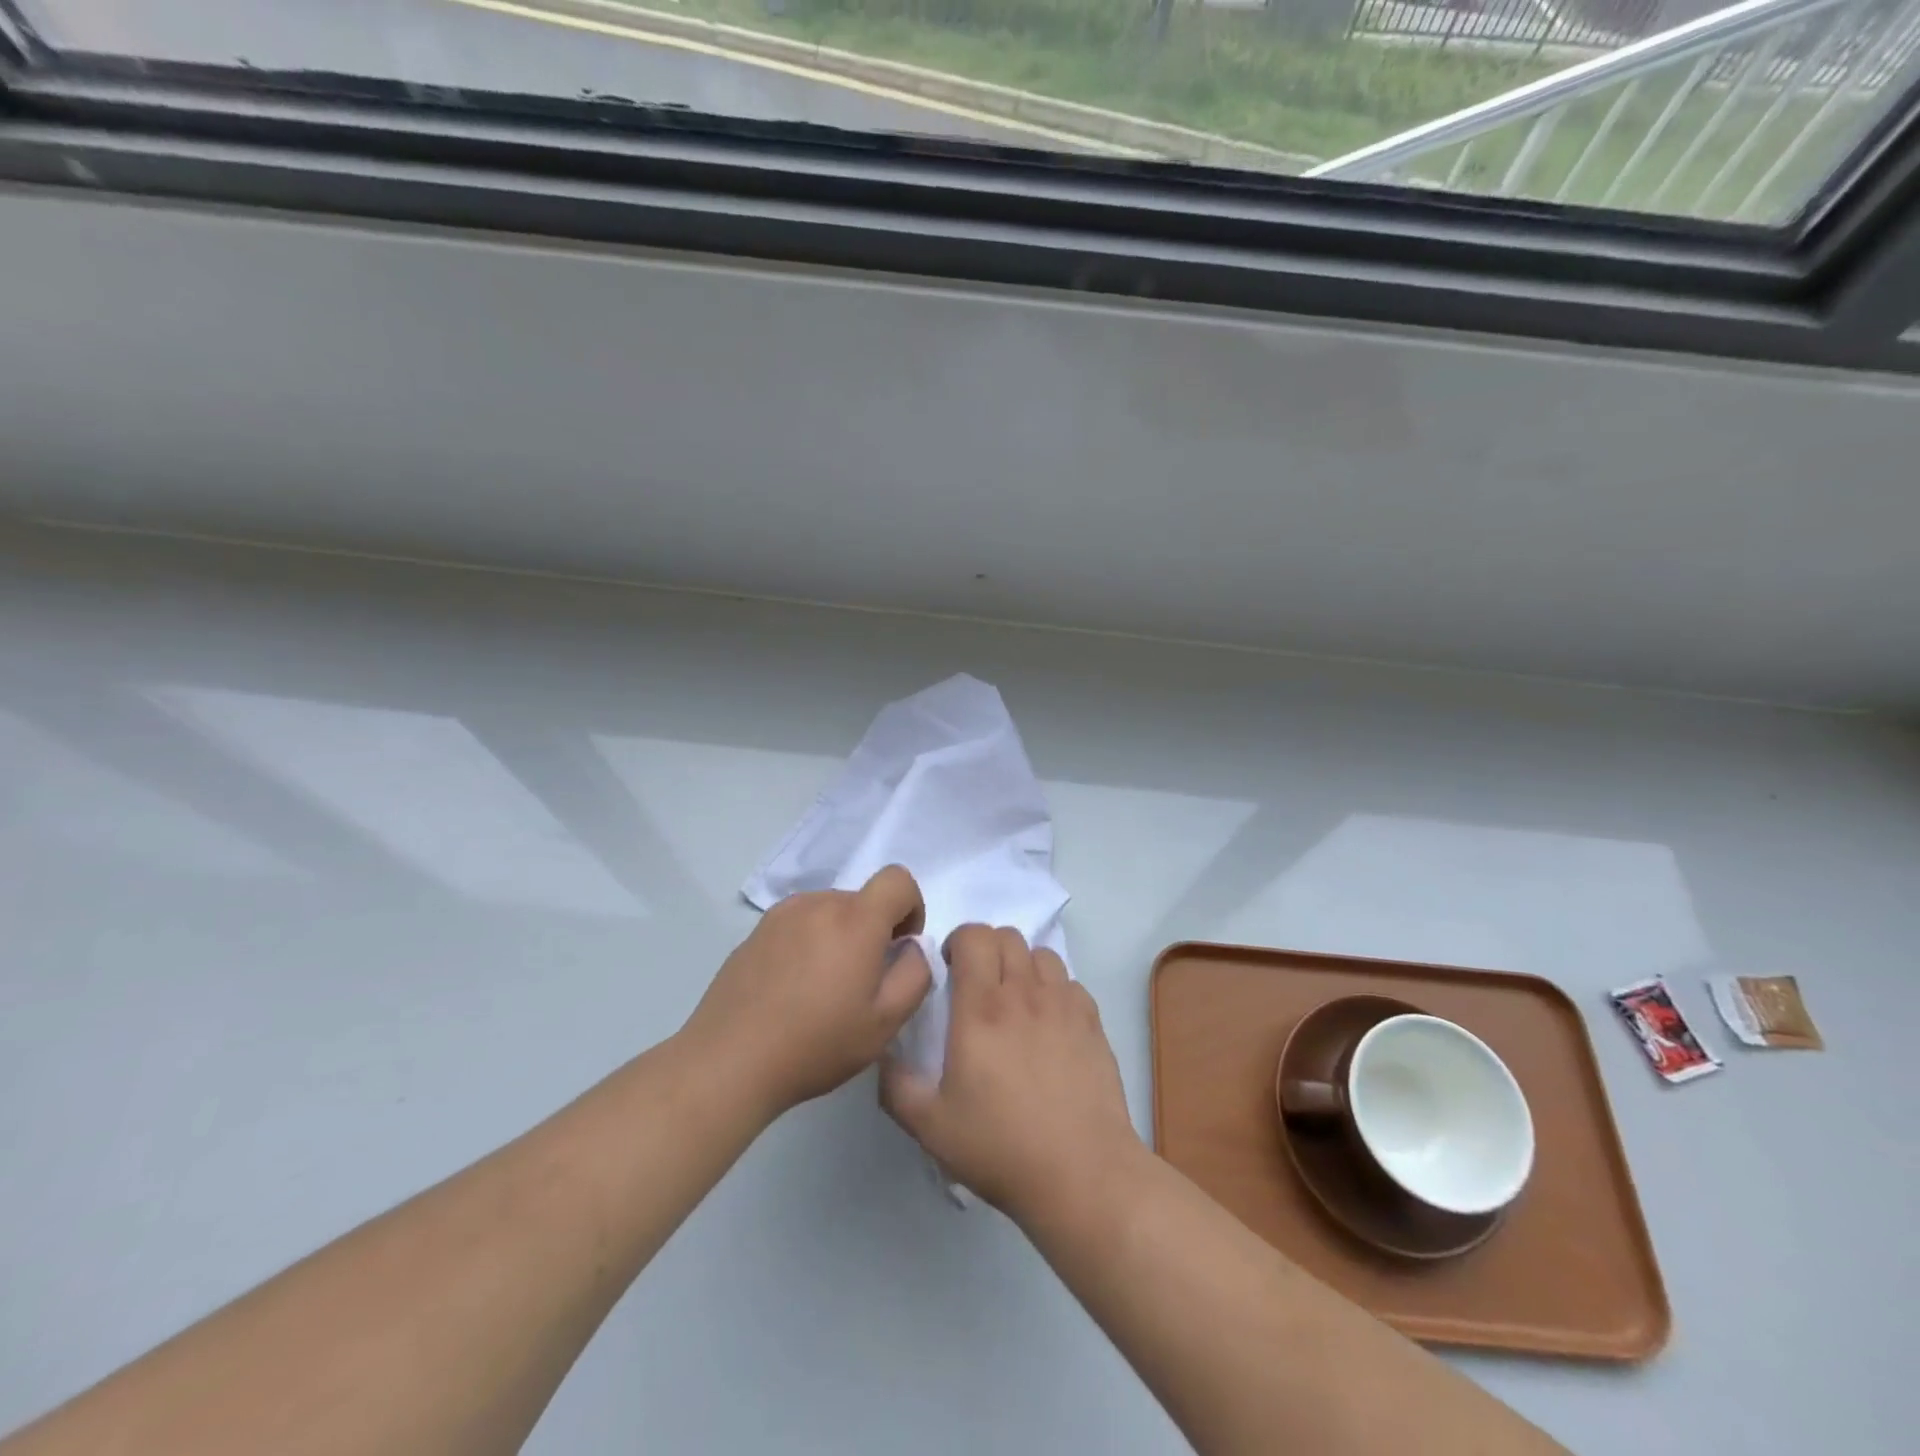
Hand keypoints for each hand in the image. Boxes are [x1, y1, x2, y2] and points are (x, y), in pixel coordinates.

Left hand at [685, 866, 931, 1118]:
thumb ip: (915, 974)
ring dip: (840, 935)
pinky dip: (809, 943)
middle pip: (862, 899)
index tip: (900, 946)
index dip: (911, 907)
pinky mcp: (755, 932)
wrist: (729, 1061)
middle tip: (861, 983)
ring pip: (829, 910)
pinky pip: (798, 923)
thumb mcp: (885, 1022)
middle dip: (874, 930)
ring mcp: (781, 915)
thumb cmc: (816, 1044)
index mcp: (855, 919)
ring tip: (824, 987)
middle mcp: (818, 904)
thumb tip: (912, 947)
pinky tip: (793, 988)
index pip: (897, 879)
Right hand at [881, 924, 1141, 1222]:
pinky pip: (1070, 982)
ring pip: (1041, 953)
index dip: (959, 941)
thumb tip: (885, 1053)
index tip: (950, 970)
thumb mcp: (930, 1126)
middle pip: (1007, 936)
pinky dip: (1054, 989)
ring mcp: (1063, 1005)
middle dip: (987, 949)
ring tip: (1015, 999)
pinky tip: (1048, 1023)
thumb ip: (896, 1085)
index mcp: (981, 1009)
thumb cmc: (1000, 1148)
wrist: (1081, 1173)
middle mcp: (1024, 994)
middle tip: (978, 985)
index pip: (974, 936)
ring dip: (1022, 965)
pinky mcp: (1093, 1022)